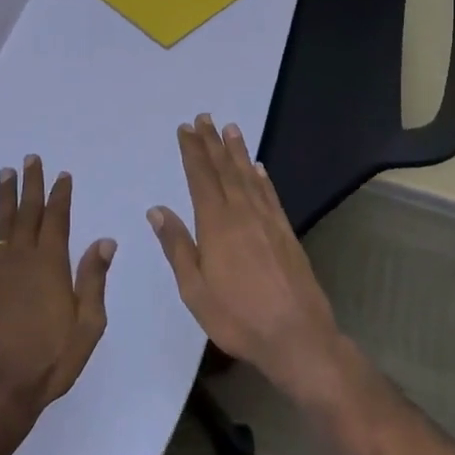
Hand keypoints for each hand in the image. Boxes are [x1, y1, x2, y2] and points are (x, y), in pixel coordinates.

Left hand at [0, 154, 116, 420]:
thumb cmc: (47, 361)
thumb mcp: (87, 326)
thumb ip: (94, 280)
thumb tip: (105, 241)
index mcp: (50, 265)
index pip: (57, 219)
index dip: (60, 195)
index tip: (62, 175)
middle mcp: (20, 258)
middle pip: (26, 212)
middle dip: (31, 184)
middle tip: (30, 159)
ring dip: (4, 197)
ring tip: (5, 173)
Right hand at [149, 114, 340, 395]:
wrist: (297, 336)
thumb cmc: (238, 317)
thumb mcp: (195, 289)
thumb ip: (177, 246)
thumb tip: (157, 210)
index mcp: (216, 224)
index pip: (201, 177)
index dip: (193, 151)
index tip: (186, 129)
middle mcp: (242, 213)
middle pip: (224, 170)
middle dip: (212, 143)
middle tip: (204, 118)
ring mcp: (267, 221)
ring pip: (248, 177)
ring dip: (237, 152)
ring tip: (230, 129)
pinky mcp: (285, 233)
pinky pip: (270, 196)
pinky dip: (262, 178)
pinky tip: (258, 168)